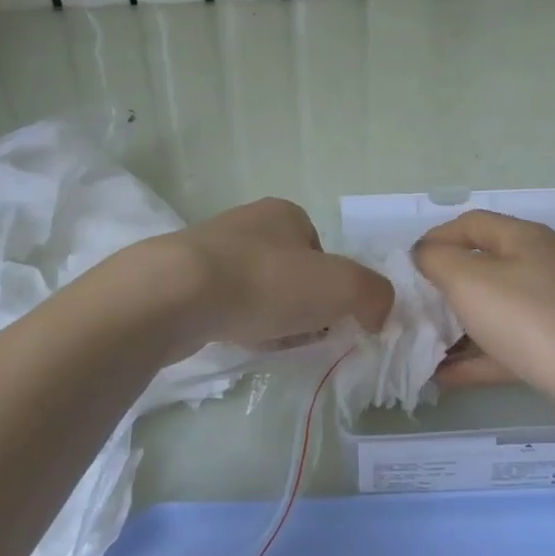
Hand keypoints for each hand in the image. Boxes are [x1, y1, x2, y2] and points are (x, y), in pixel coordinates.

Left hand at [139, 198, 393, 352]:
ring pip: (258, 291)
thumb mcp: (342, 286)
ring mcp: (211, 250)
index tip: (327, 318)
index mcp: (285, 213)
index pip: (322, 254)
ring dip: (269, 318)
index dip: (332, 289)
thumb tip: (377, 312)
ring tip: (267, 342)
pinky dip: (237, 324)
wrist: (178, 294)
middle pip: (291, 274)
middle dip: (300, 307)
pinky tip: (237, 340)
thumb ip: (374, 294)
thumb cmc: (266, 281)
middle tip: (300, 335)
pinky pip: (225, 305)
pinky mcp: (183, 280)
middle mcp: (248, 224)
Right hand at [414, 210, 554, 410]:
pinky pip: (506, 350)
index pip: (471, 224)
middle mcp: (540, 269)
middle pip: (481, 268)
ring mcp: (552, 314)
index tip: (405, 267)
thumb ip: (437, 261)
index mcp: (523, 240)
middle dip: (442, 287)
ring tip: (417, 346)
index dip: (435, 238)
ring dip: (455, 328)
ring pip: (492, 313)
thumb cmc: (535, 320)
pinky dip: (475, 361)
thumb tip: (424, 255)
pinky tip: (443, 379)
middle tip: (408, 309)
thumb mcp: (471, 280)